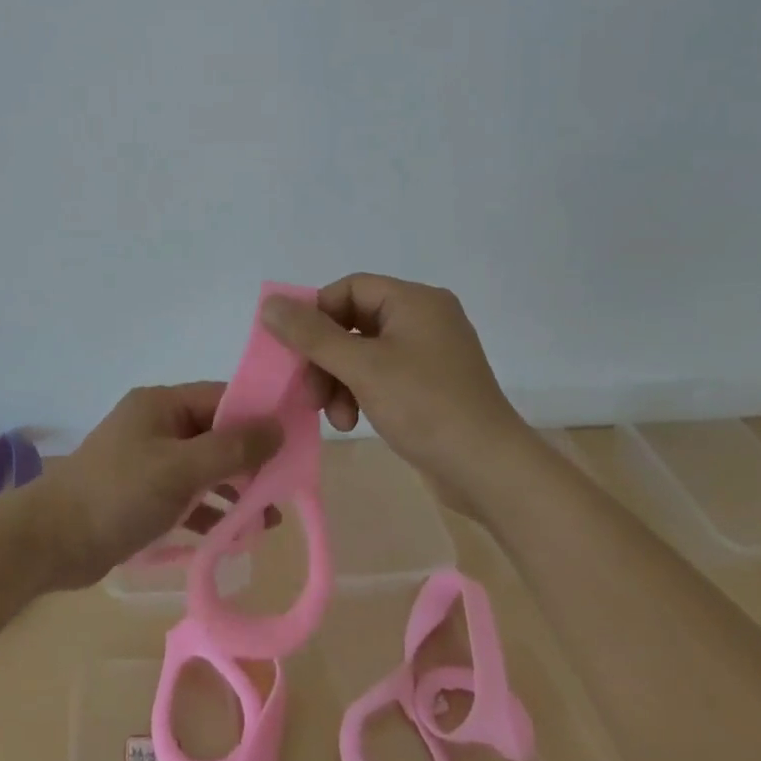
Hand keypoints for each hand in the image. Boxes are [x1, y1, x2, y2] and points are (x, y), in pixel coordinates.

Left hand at [32, 383, 283, 588]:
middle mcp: (157, 424)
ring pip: (204, 467)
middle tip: (284, 488)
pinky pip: (187, 494)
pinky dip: (210, 510)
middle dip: (250, 460)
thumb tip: (278, 427)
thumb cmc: (118, 494)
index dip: (259, 416)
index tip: (295, 440)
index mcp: (162, 404)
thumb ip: (231, 449)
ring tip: (267, 520)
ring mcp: (149, 460)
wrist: (53, 541)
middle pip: (216, 434)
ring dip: (234, 490)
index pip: (222, 398)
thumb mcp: (180, 469)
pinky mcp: (143, 493)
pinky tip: (236, 535)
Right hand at [260, 274, 524, 475]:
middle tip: (310, 392)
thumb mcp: (362, 367)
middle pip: (353, 323)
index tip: (295, 349)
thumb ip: (312, 334)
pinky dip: (360, 393)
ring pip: (363, 353)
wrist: (490, 471)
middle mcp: (424, 318)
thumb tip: (269, 304)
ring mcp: (429, 353)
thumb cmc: (426, 406)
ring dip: (339, 381)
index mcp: (415, 301)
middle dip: (326, 358)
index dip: (316, 314)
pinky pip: (381, 375)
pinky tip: (353, 421)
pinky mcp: (430, 385)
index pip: (349, 289)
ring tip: (335, 417)